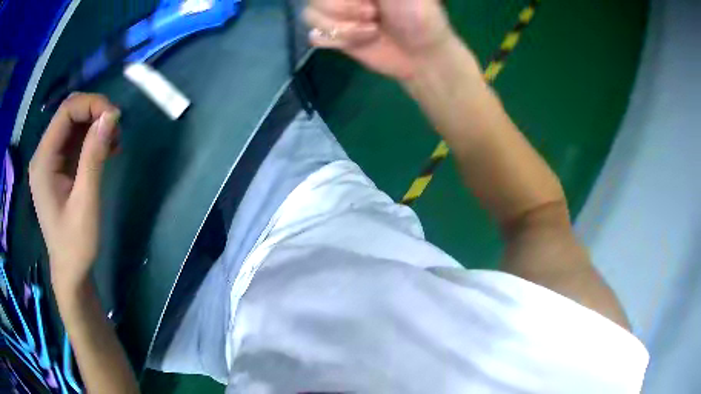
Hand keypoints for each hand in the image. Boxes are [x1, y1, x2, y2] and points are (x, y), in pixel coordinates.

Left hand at [29, 93, 120, 296]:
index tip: (116, 118)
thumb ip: (94, 156)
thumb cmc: (75, 244)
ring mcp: (49, 162)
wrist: (70, 272)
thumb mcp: (86, 201)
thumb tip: (111, 116)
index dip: (92, 105)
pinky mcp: (57, 169)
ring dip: (95, 127)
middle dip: (95, 114)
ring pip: (73, 125)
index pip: (66, 111)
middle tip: (117, 130)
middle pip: (69, 114)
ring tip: (114, 143)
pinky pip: (74, 141)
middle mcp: (43, 155)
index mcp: (43, 161)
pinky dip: (91, 140)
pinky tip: (105, 151)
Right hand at [304, 0, 456, 80]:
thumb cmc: (417, 14)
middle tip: (373, 14)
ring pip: (310, 15)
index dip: (344, 0)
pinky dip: (340, 41)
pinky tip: (361, 41)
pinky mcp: (334, 34)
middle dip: (344, 9)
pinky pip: (315, 36)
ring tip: (372, 30)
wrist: (421, 54)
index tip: (370, 2)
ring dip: (344, 28)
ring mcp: (335, 12)